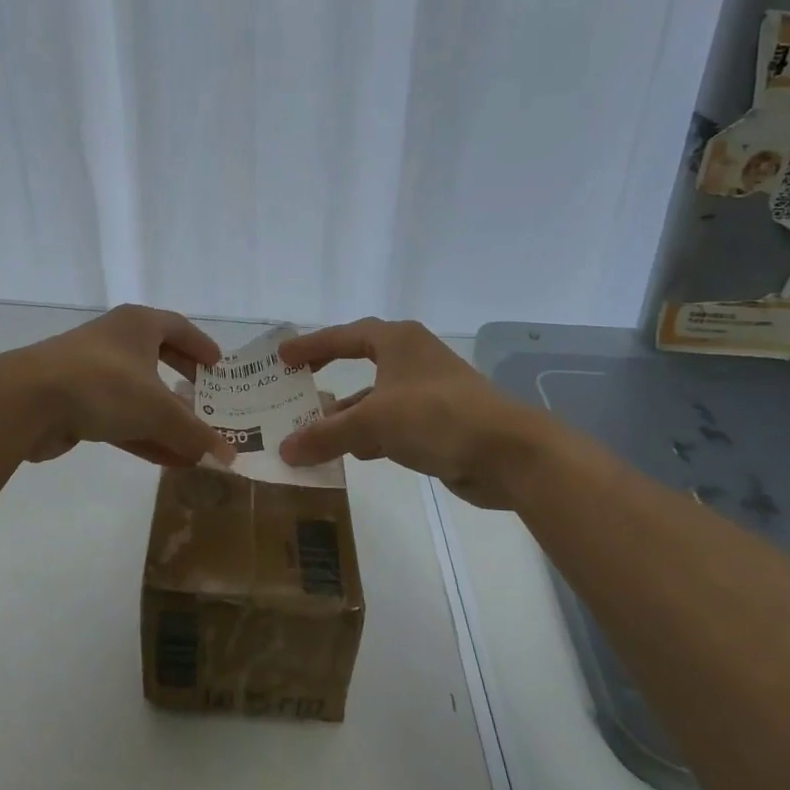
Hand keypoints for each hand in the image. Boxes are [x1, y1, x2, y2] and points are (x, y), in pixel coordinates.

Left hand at [2, 304, 234, 467]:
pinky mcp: (76, 403)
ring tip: (195, 444)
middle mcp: (116, 341)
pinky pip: (120, 419)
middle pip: (159, 361)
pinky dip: (145, 437)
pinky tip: (169, 462)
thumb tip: (228, 457)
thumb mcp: (158, 410)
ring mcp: (93, 372)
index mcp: (139, 325)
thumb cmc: (104, 384)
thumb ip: (195, 433)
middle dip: (184, 385)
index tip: (219, 367)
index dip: (201, 346)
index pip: (179, 328)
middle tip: (208, 403)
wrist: (28, 400)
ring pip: (139, 396)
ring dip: (167, 421)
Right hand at [277, 319, 543, 507]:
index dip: (311, 345)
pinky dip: (369, 435)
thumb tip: (285, 450)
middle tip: (296, 386)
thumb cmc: (436, 416)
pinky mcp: (438, 422)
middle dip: (328, 376)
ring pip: (375, 398)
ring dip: (346, 414)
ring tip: (312, 429)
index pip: (343, 336)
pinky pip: (391, 424)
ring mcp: (427, 392)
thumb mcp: (373, 422)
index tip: (282, 357)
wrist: (506, 453)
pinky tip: (350, 454)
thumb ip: (326, 434)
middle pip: (359, 362)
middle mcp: (412, 359)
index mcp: (397, 341)